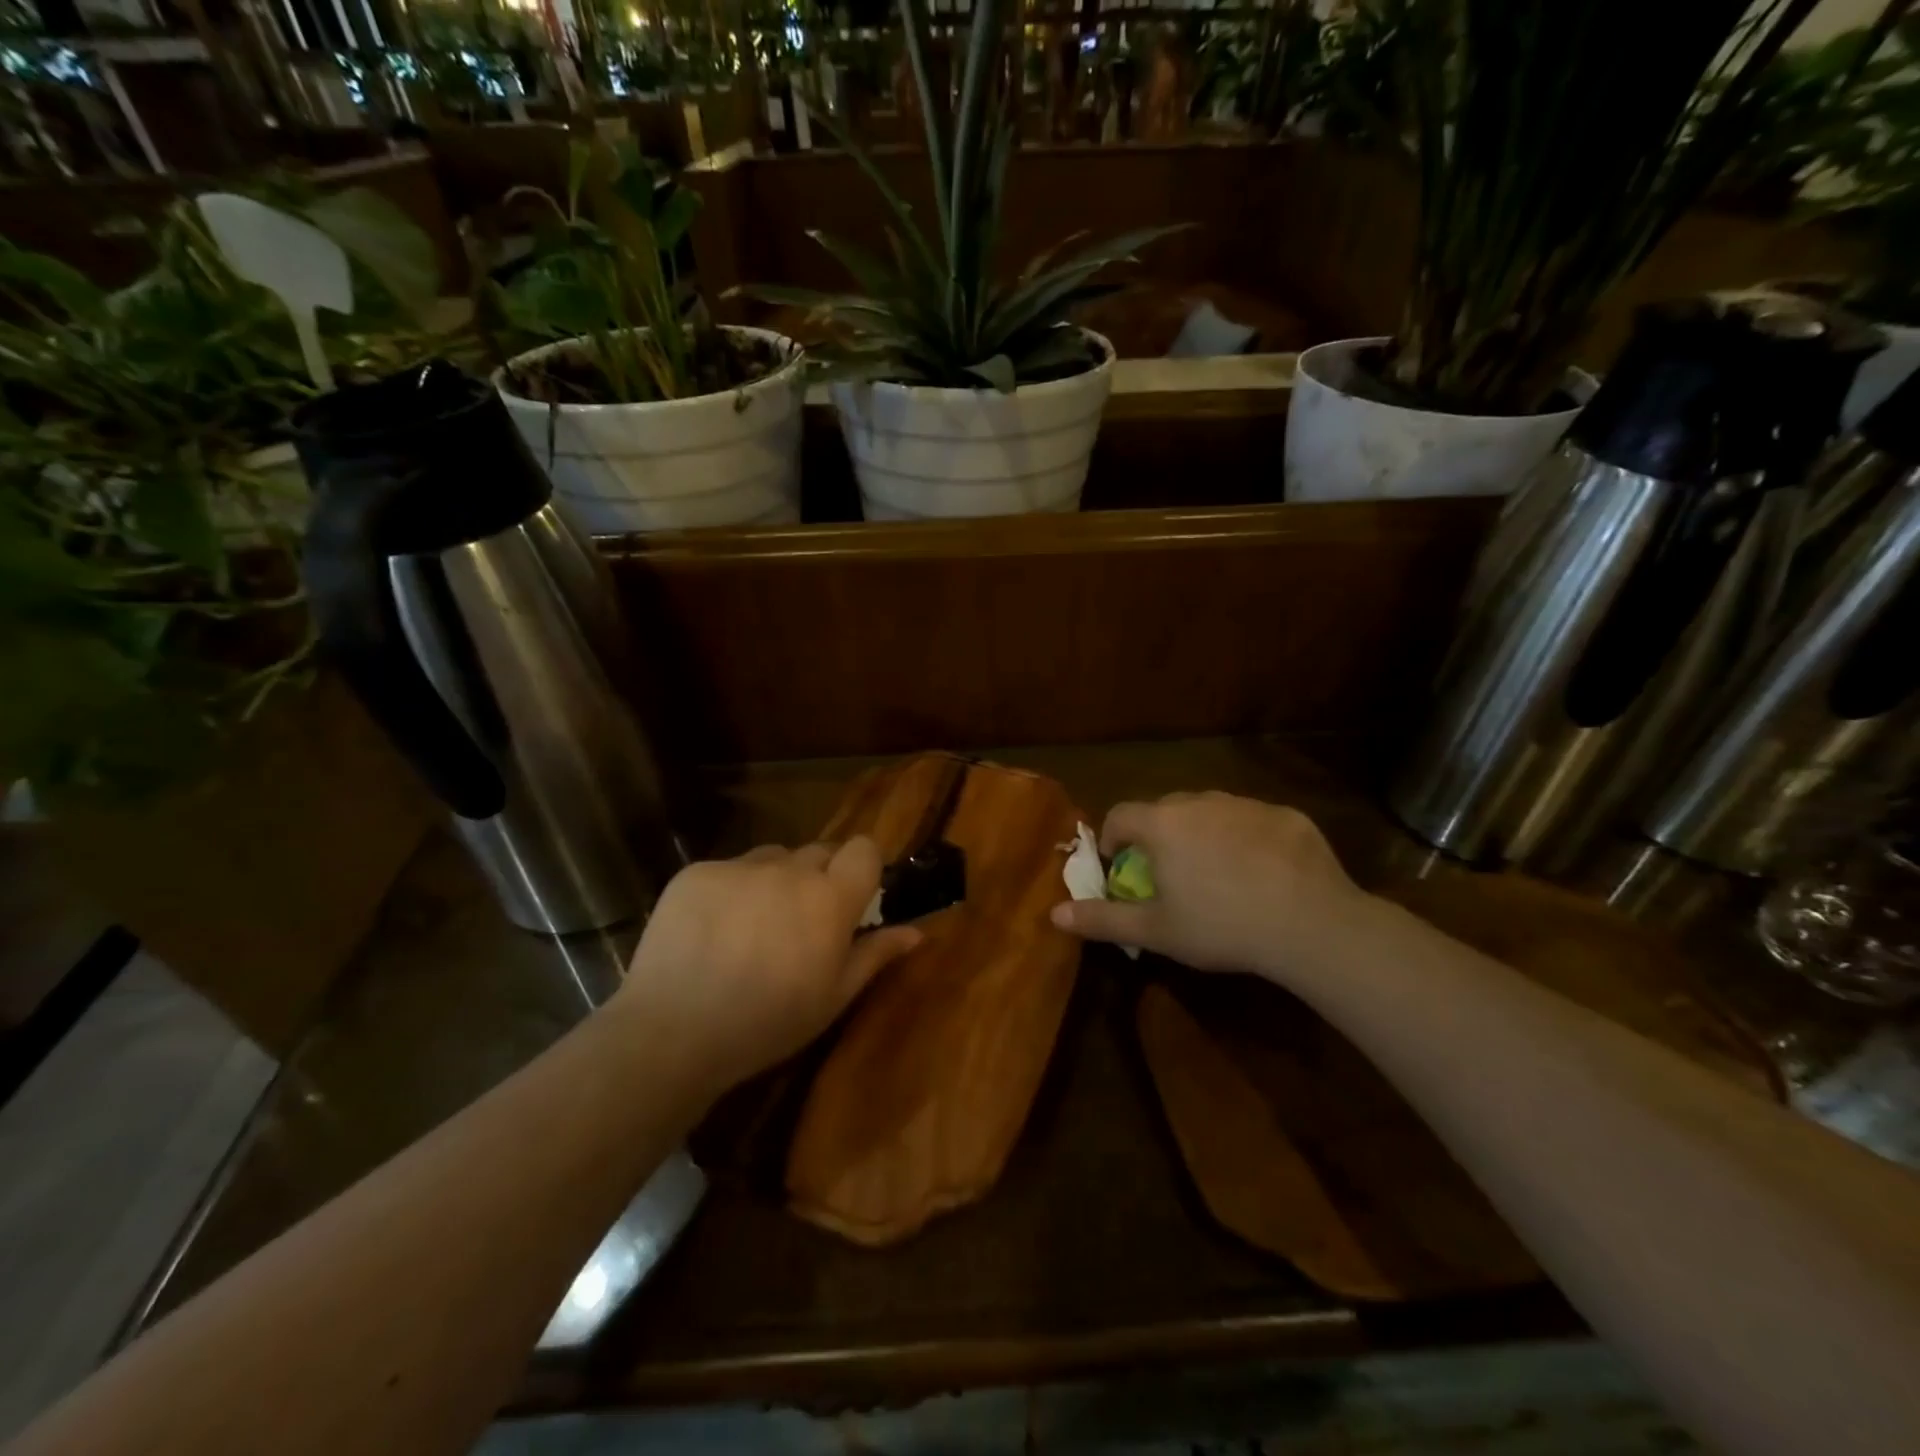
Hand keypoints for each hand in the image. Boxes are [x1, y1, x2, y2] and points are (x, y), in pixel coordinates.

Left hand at [612, 838, 920, 1097]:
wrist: (674, 1031)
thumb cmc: (768, 1022)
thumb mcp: (833, 997)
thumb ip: (875, 955)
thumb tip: (916, 932)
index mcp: (830, 898)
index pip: (863, 849)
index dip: (862, 867)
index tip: (852, 897)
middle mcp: (790, 869)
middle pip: (818, 853)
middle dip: (818, 878)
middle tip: (799, 923)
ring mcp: (740, 867)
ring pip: (772, 858)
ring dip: (774, 881)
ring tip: (751, 926)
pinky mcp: (697, 872)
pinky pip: (727, 869)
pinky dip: (729, 891)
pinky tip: (711, 931)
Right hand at [1049, 791, 1370, 981]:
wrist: (1311, 925)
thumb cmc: (1220, 926)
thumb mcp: (1155, 931)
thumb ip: (1102, 919)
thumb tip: (1054, 914)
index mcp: (1162, 824)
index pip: (1121, 815)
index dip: (1113, 839)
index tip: (1121, 866)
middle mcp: (1200, 802)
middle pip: (1165, 809)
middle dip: (1158, 835)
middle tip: (1169, 874)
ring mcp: (1247, 804)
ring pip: (1211, 812)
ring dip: (1203, 834)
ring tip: (1218, 874)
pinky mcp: (1286, 816)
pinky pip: (1253, 821)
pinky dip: (1247, 840)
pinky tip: (1264, 875)